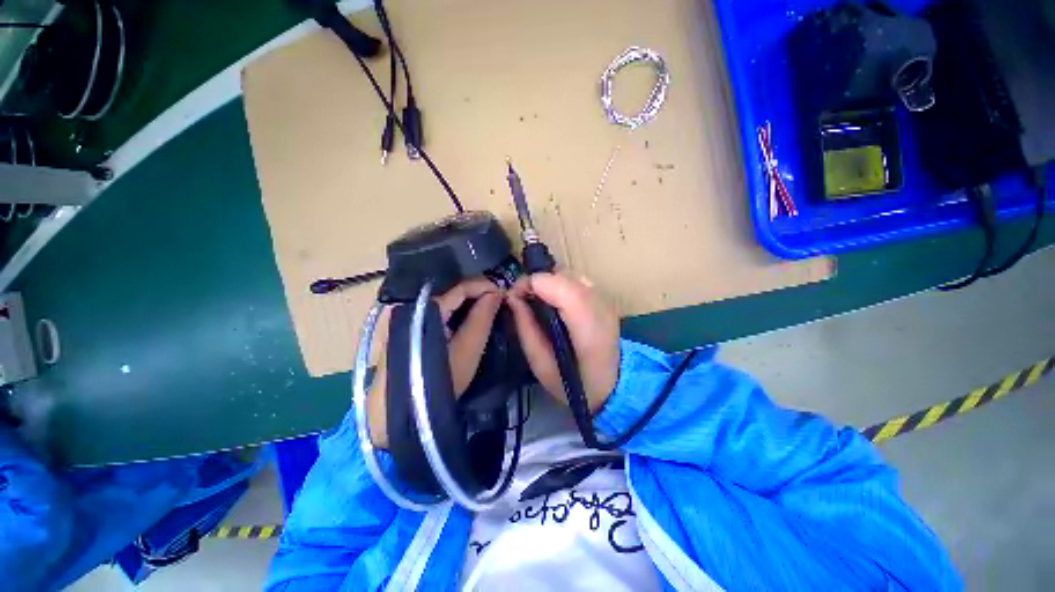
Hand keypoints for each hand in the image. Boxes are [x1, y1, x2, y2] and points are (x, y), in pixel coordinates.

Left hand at [368, 278, 502, 447]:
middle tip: (498, 301)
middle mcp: (413, 303)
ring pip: (444, 298)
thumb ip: (482, 318)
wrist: (399, 411)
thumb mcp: (468, 350)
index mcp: (427, 307)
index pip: (461, 286)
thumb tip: (497, 293)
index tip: (504, 293)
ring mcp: (407, 314)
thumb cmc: (439, 380)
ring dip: (467, 301)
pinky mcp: (406, 325)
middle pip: (451, 289)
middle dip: (477, 292)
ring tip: (487, 307)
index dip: (485, 286)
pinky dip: (455, 310)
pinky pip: (436, 308)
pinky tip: (466, 317)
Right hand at [507, 273, 619, 412]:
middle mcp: (601, 305)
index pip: (558, 284)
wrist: (612, 387)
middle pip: (563, 274)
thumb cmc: (573, 383)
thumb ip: (526, 328)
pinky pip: (577, 280)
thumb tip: (512, 297)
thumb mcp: (540, 365)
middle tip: (523, 300)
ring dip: (549, 282)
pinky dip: (561, 285)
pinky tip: (555, 303)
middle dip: (537, 281)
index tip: (514, 296)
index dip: (531, 283)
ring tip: (538, 302)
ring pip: (570, 273)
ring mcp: (606, 299)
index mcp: (587, 326)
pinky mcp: (606, 298)